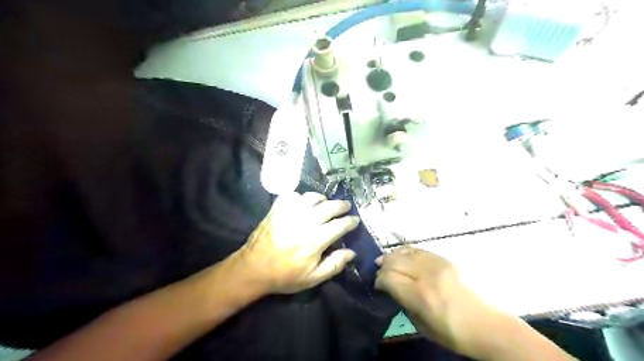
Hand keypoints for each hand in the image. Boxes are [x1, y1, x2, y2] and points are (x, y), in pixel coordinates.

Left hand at [236, 191, 360, 293]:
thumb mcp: (312, 278)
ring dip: (323, 198)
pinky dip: (301, 196)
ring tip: (326, 202)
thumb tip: (352, 252)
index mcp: (315, 241)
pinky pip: (292, 195)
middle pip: (329, 207)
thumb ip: (334, 265)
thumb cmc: (285, 276)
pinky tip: (303, 203)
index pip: (339, 225)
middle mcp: (304, 223)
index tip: (355, 220)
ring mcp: (289, 213)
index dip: (350, 221)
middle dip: (341, 205)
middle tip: (346, 206)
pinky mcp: (277, 209)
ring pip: (312, 197)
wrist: (254, 269)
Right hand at [373, 249, 502, 357]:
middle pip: (394, 261)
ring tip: (385, 261)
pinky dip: (406, 251)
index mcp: (420, 296)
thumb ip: (403, 302)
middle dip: (383, 266)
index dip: (379, 280)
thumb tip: (390, 287)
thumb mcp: (421, 325)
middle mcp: (427, 275)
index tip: (378, 286)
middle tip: (380, 273)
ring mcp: (437, 264)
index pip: (388, 277)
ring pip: (405, 252)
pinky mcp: (445, 259)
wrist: (487, 325)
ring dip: (392, 256)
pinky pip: (419, 250)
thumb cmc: (452, 333)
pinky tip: (401, 255)